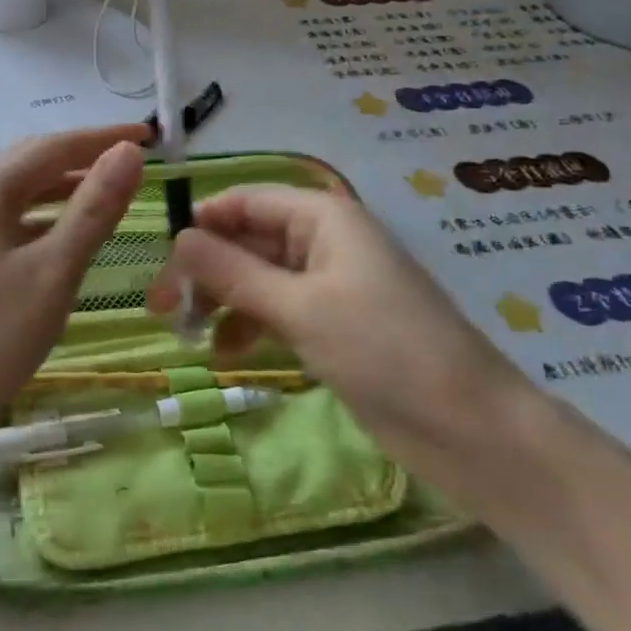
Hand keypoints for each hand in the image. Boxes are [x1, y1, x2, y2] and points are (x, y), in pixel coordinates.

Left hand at [0, 126, 149, 478]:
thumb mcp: (54, 270)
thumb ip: (94, 208)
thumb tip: (129, 152)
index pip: (54, 145)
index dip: (103, 137)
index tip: (149, 133)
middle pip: (33, 161)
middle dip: (84, 155)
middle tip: (133, 159)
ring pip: (22, 192)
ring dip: (66, 186)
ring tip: (111, 191)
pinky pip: (11, 219)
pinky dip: (46, 217)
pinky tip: (68, 235)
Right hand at [146, 185, 537, 478]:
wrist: (470, 429)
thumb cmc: (385, 350)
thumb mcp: (300, 308)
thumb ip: (234, 272)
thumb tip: (178, 238)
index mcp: (323, 217)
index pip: (246, 200)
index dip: (202, 221)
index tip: (161, 257)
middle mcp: (323, 241)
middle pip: (247, 240)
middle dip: (205, 269)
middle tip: (161, 308)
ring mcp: (328, 284)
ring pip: (257, 277)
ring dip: (221, 300)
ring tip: (186, 334)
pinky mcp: (332, 324)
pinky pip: (276, 309)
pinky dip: (248, 325)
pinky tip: (226, 353)